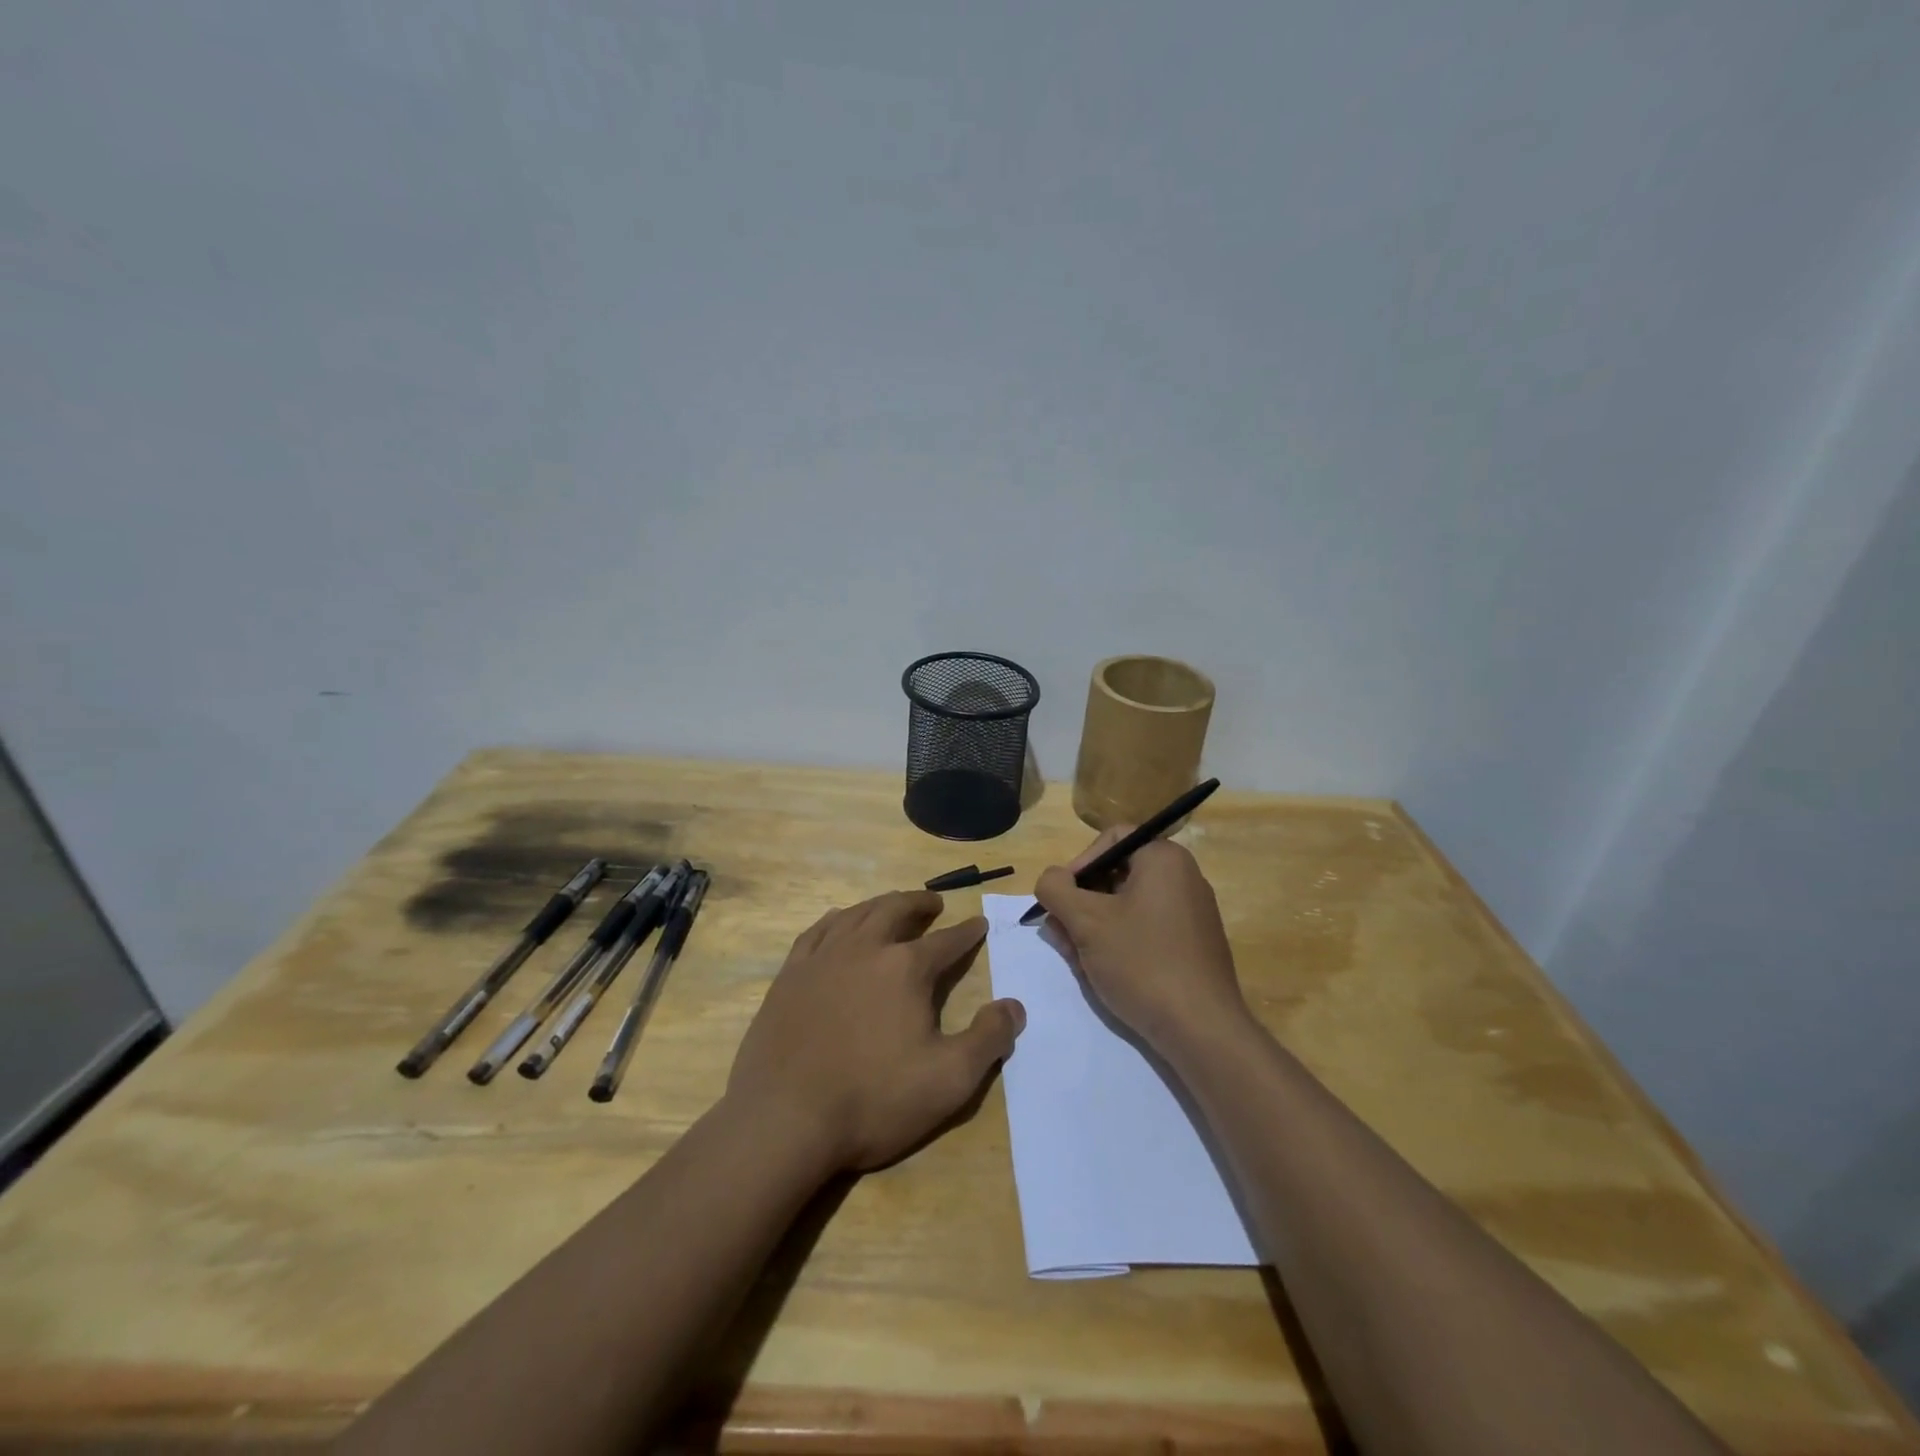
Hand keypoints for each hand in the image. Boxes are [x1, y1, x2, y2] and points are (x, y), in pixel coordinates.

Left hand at [726, 891, 1024, 1172]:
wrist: (784, 1119)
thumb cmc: (873, 1099)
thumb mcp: (949, 1080)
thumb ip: (988, 1039)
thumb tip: (1015, 1005)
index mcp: (906, 968)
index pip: (946, 941)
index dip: (967, 932)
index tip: (979, 923)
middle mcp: (865, 948)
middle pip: (896, 910)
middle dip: (920, 904)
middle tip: (933, 903)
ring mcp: (822, 958)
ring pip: (857, 914)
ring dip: (880, 904)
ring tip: (891, 905)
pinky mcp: (789, 974)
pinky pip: (817, 931)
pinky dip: (836, 919)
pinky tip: (839, 923)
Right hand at [1034, 829, 1250, 1057]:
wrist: (1201, 1029)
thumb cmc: (1141, 961)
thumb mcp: (1085, 921)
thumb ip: (1055, 889)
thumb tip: (1050, 880)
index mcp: (1164, 858)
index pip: (1110, 840)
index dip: (1077, 865)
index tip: (1060, 899)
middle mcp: (1183, 878)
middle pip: (1115, 875)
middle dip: (1080, 903)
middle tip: (1060, 933)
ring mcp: (1190, 914)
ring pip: (1126, 907)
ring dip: (1092, 927)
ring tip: (1074, 958)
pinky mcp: (1191, 946)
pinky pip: (1144, 930)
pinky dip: (1117, 943)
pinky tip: (1100, 971)